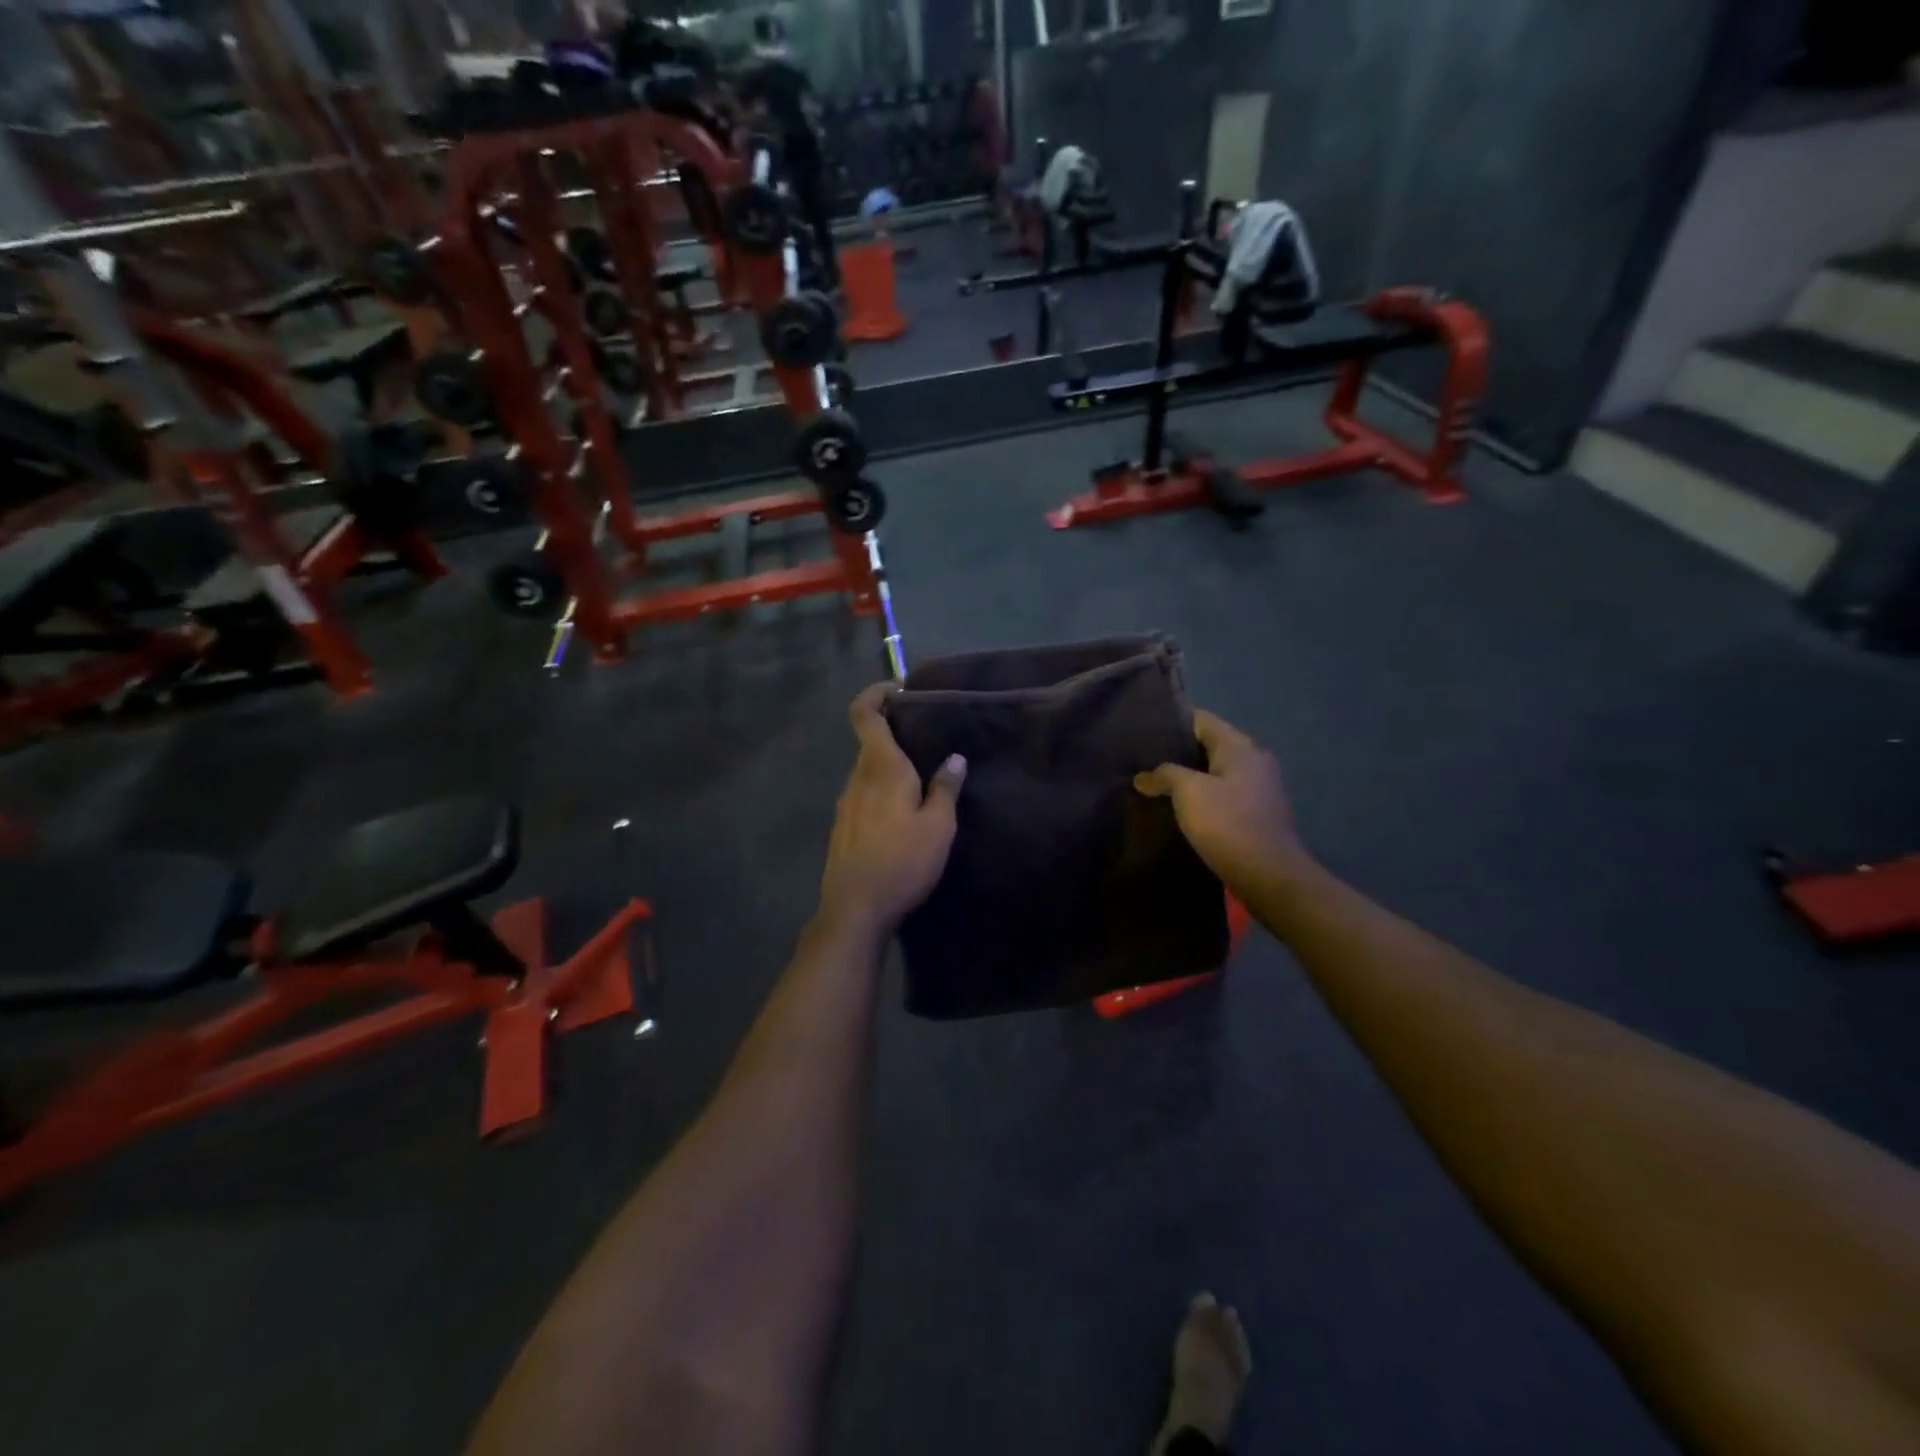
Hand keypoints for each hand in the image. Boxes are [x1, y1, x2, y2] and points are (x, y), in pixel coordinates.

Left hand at [818, 683, 967, 934]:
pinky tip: (902, 816)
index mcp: (881, 768)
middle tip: (929, 742)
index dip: (875, 693)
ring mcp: (845, 804)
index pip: (864, 714)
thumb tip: (955, 759)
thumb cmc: (902, 862)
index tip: (899, 690)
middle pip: (870, 743)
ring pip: (868, 772)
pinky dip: (882, 792)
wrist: (855, 909)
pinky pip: (864, 796)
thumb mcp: (938, 827)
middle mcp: (857, 778)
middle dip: (895, 735)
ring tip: (923, 782)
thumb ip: (946, 789)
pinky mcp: (842, 827)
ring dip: (890, 768)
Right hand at [1135, 710, 1306, 890]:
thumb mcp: (1188, 792)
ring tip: (1156, 784)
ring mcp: (1259, 787)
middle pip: (1209, 745)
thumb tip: (1143, 777)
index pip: (1202, 720)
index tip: (1144, 731)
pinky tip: (1181, 808)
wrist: (1268, 875)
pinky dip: (1203, 797)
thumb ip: (1164, 775)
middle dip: (1178, 752)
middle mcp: (1254, 760)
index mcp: (1239, 747)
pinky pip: (1224, 794)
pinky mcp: (1258, 813)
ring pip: (1216, 772)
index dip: (1173, 722)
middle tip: (1144, 760)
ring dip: (1190, 777)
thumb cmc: (1228, 824)